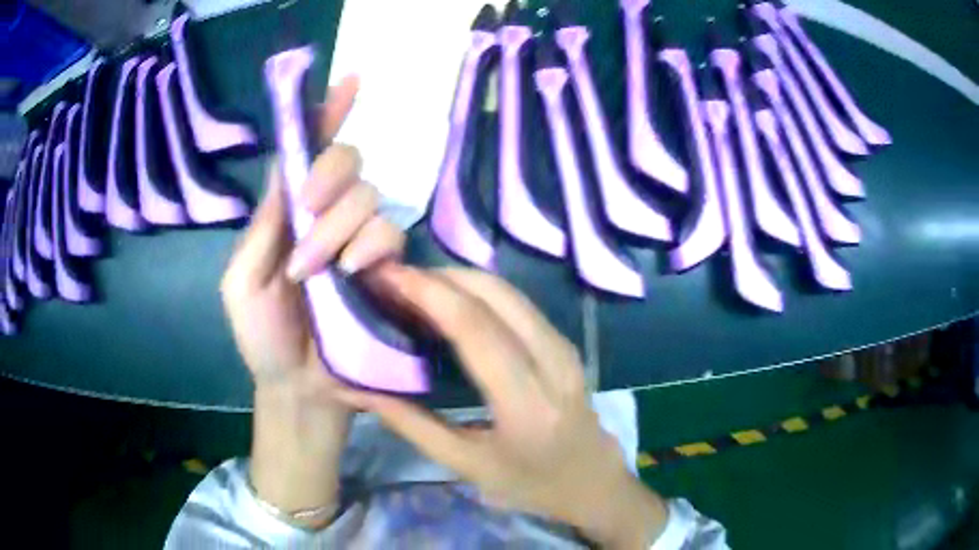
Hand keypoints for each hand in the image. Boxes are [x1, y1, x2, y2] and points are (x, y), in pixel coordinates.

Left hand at [219, 75, 403, 524]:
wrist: (300, 388)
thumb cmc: (262, 338)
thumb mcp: (242, 281)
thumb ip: (262, 225)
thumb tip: (285, 163)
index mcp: (287, 213)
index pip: (308, 150)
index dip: (327, 113)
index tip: (349, 81)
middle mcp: (326, 215)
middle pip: (346, 160)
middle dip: (328, 181)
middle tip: (307, 216)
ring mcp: (359, 240)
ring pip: (369, 196)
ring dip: (340, 228)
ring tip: (322, 273)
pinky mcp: (387, 267)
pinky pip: (391, 235)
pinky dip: (371, 249)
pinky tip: (355, 277)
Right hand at [337, 266, 668, 547]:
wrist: (594, 481)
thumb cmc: (531, 484)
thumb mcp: (467, 465)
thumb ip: (411, 424)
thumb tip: (357, 389)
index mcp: (526, 403)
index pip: (475, 328)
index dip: (428, 293)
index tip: (387, 276)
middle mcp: (552, 362)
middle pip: (493, 294)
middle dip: (438, 276)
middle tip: (393, 279)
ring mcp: (563, 346)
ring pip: (507, 290)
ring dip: (457, 278)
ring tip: (414, 286)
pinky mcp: (564, 341)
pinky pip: (517, 302)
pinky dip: (478, 291)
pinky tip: (450, 301)